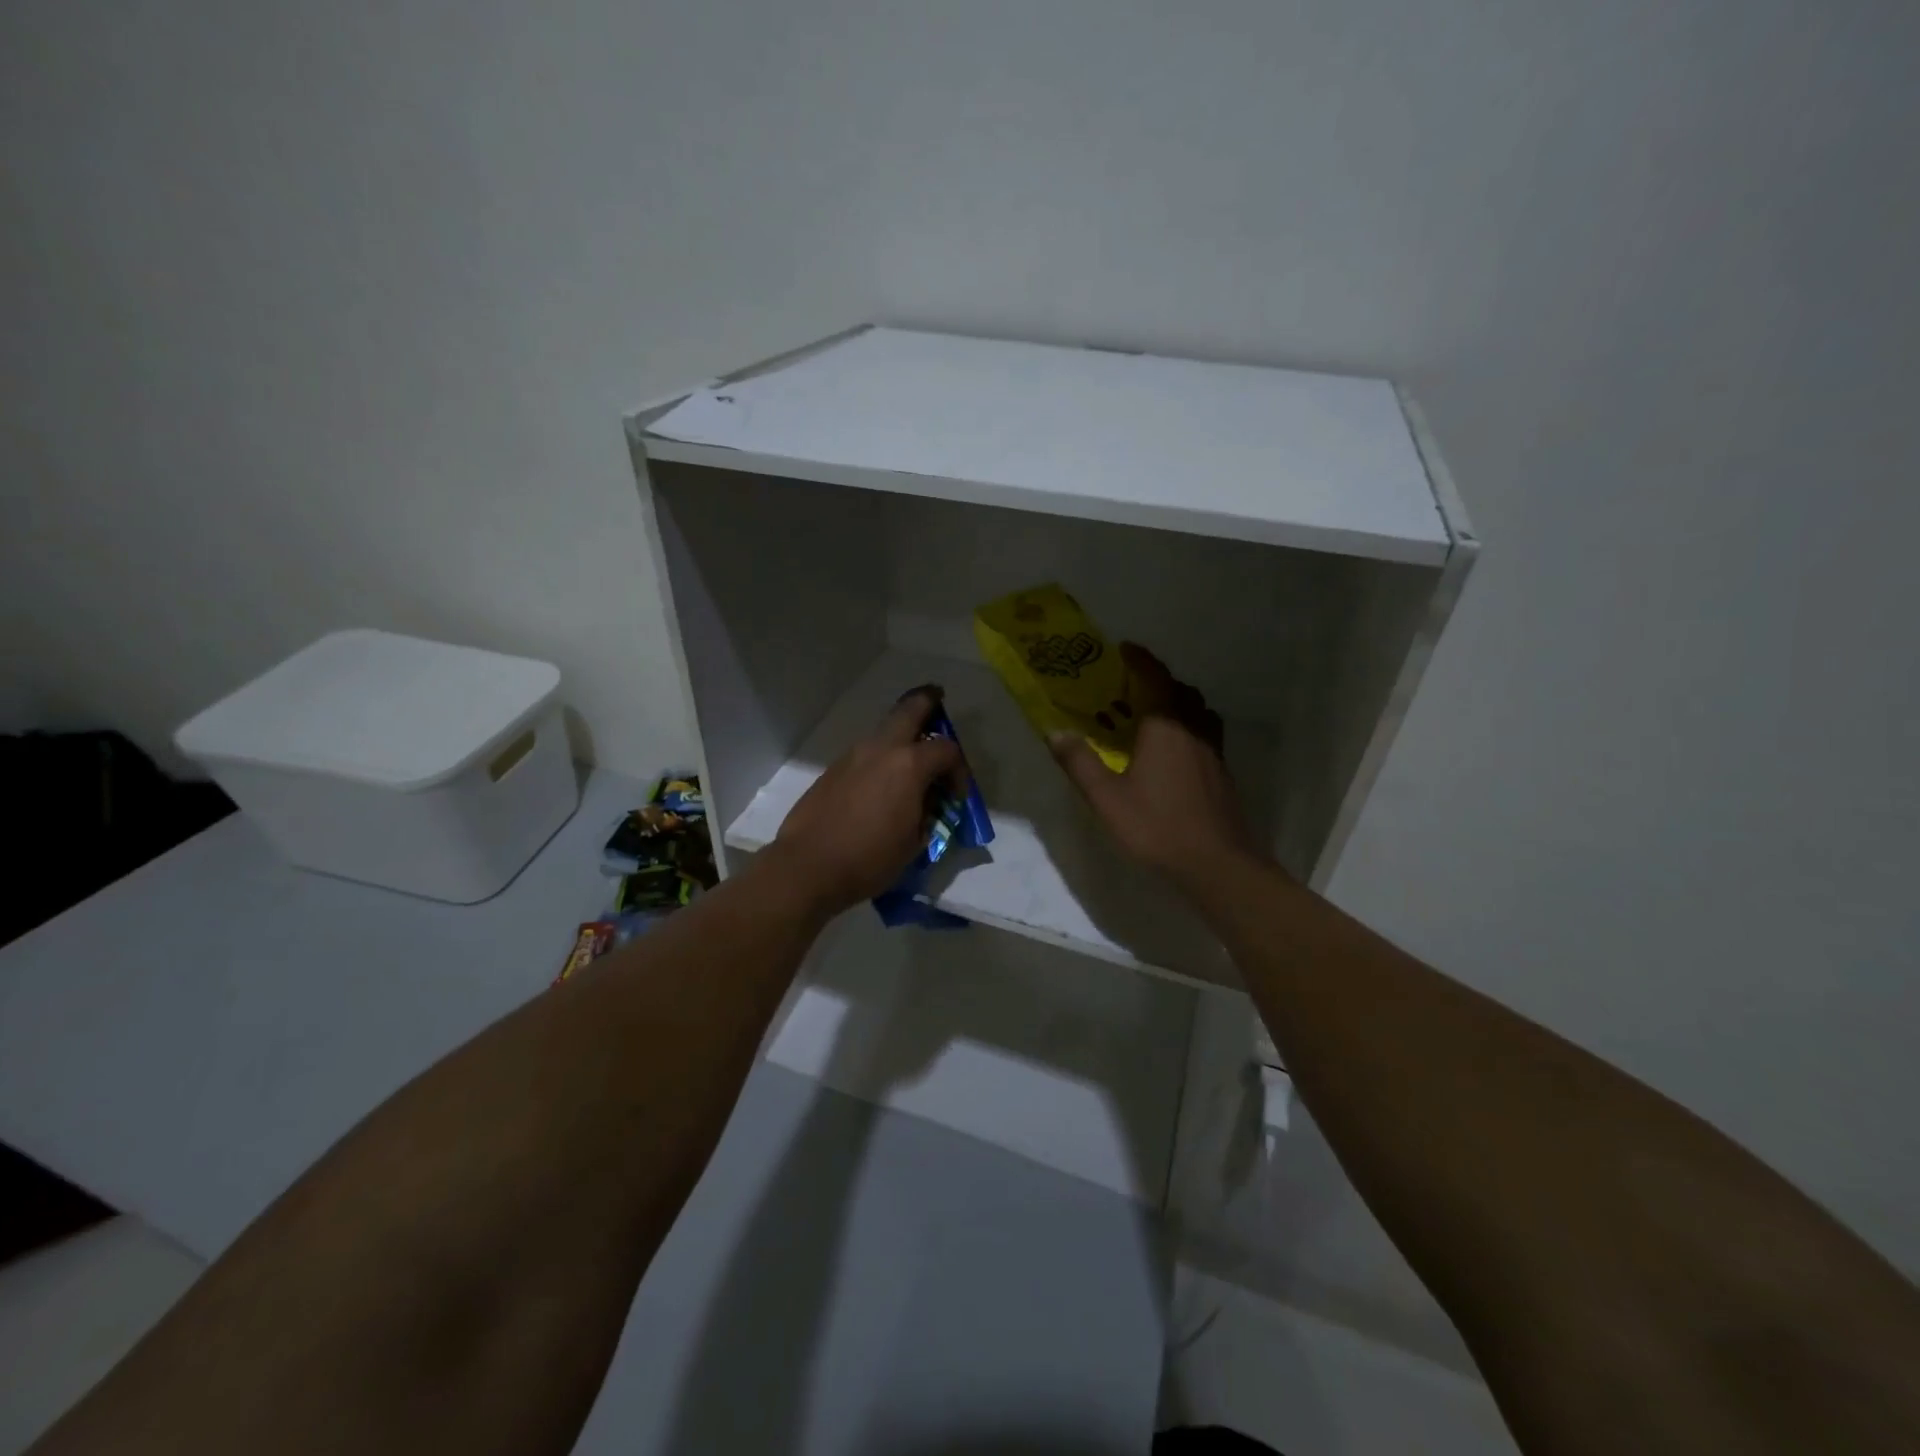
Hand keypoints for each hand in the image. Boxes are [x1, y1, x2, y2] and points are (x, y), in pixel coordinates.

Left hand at [772, 687, 965, 914]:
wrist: (808, 867)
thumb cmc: (869, 859)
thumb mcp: (914, 842)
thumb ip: (927, 813)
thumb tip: (927, 803)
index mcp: (909, 765)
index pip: (946, 750)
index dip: (959, 770)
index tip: (955, 796)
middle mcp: (881, 749)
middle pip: (909, 709)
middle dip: (927, 702)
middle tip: (937, 699)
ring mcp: (852, 756)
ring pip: (883, 731)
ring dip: (900, 735)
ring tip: (909, 758)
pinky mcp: (832, 770)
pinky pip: (864, 753)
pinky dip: (879, 757)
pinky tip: (880, 784)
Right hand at [1049, 643, 1261, 896]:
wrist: (1217, 863)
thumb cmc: (1157, 826)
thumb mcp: (1107, 798)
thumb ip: (1080, 762)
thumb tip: (1054, 731)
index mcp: (1165, 727)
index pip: (1155, 679)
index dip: (1141, 660)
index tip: (1125, 648)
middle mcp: (1193, 730)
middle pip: (1181, 692)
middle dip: (1159, 682)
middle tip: (1134, 686)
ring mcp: (1212, 751)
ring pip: (1198, 712)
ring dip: (1179, 703)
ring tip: (1156, 714)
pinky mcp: (1222, 772)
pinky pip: (1205, 734)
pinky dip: (1190, 727)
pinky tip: (1175, 750)